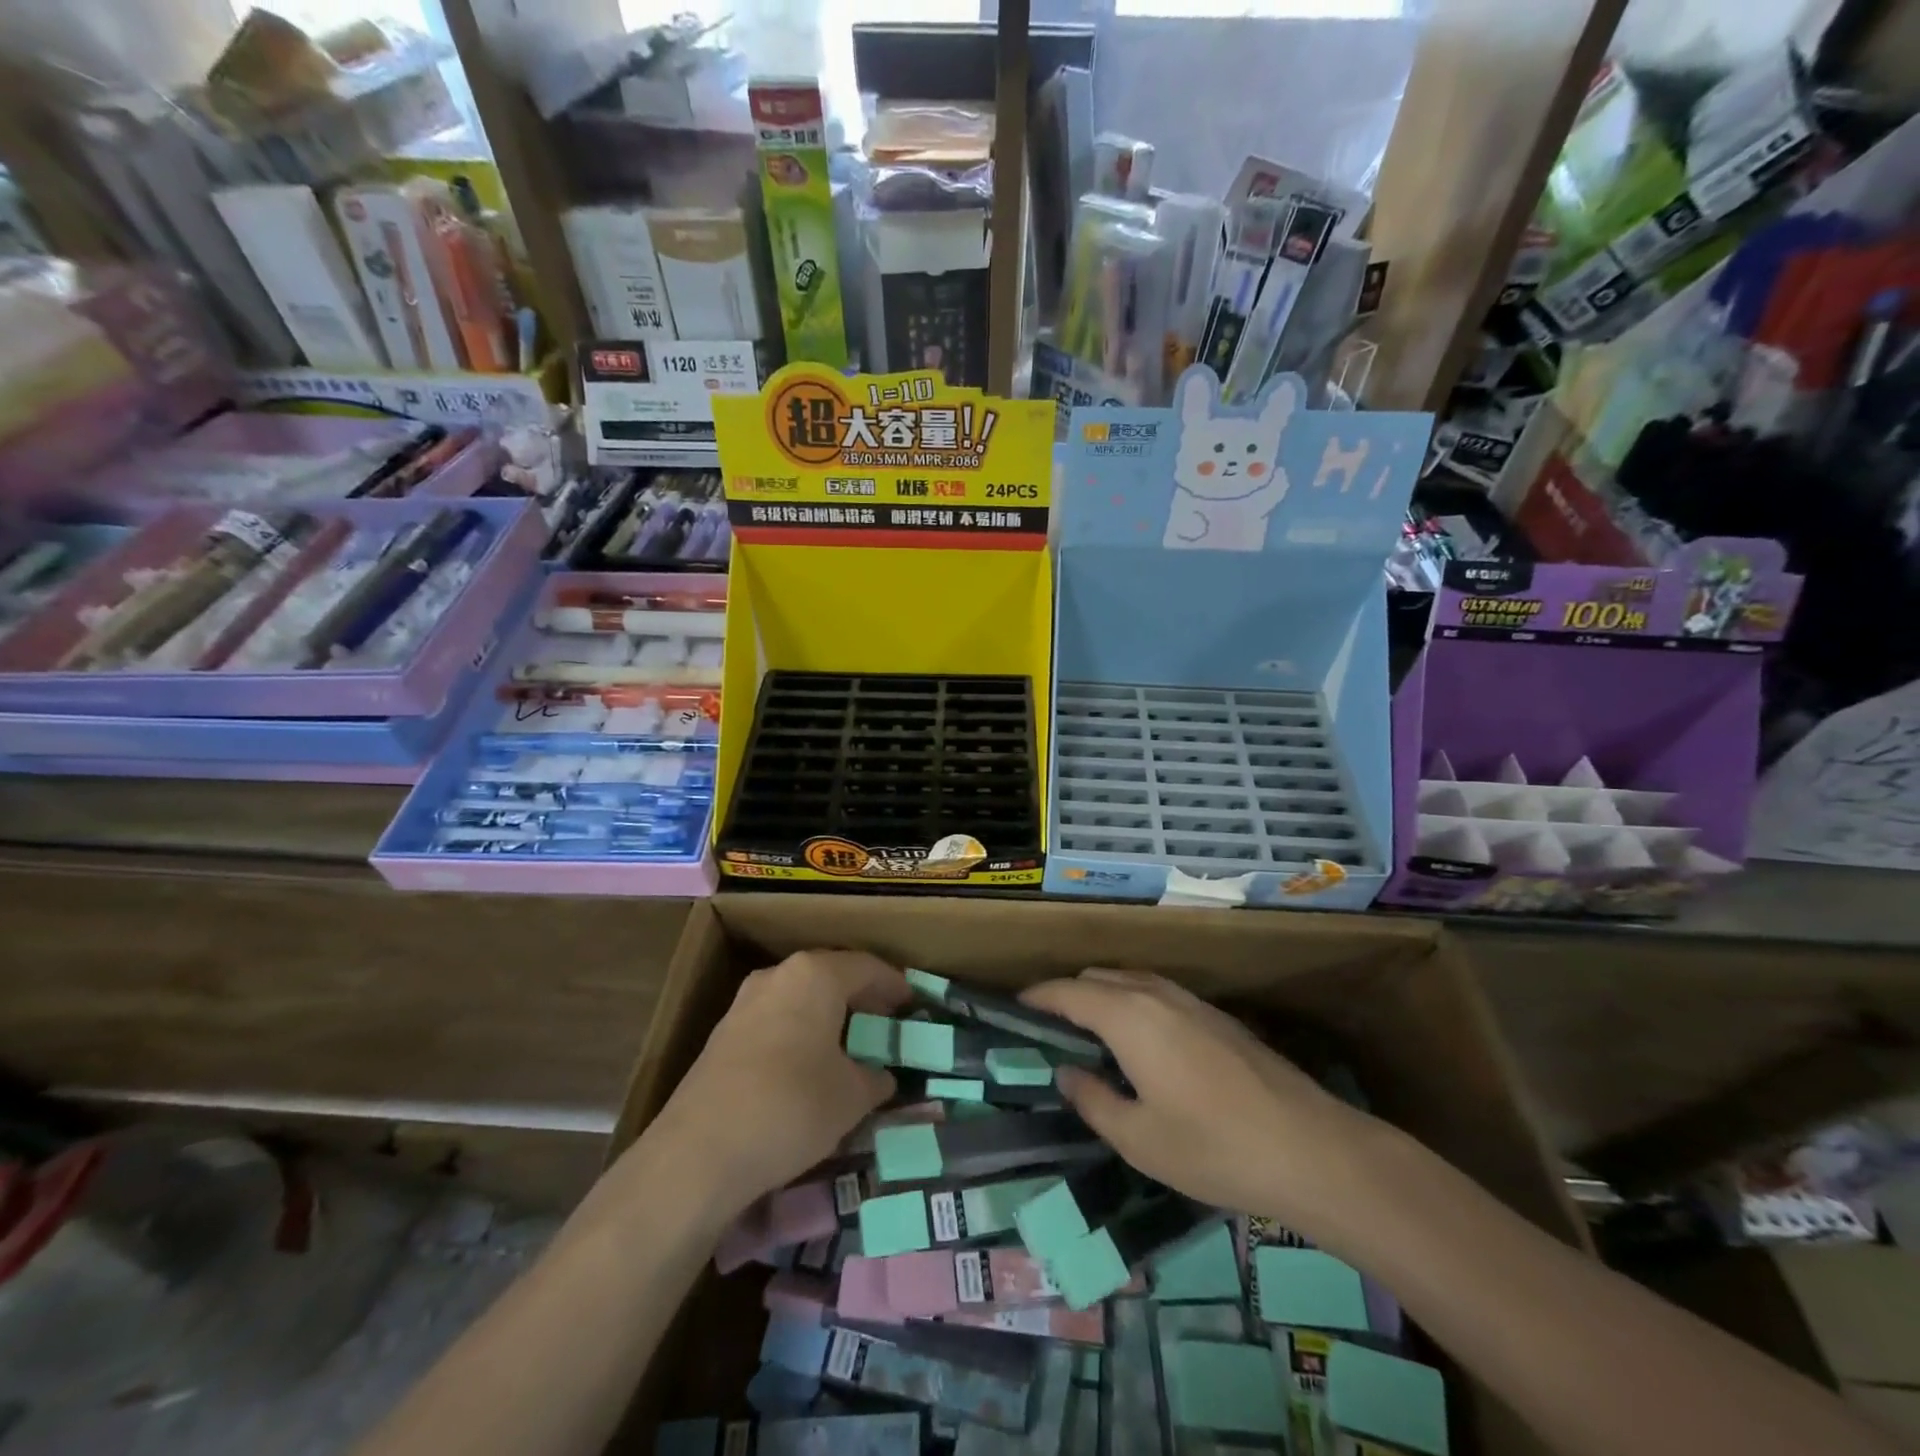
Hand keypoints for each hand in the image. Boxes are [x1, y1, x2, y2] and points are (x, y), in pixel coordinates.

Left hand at [651, 951, 910, 1217]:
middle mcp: (778, 976)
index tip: (913, 1003)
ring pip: (800, 998)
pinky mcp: (723, 1036)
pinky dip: (801, 1033)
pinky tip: (810, 1064)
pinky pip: (777, 1020)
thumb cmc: (792, 1106)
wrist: (698, 1153)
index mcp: (815, 975)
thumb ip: (874, 1078)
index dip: (894, 984)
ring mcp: (745, 1003)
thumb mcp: (851, 1096)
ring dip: (828, 1015)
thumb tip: (882, 1077)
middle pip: (831, 976)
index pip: (867, 967)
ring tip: (851, 1044)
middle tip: (886, 1021)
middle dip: (861, 997)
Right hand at [1022, 969, 1381, 1241]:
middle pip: (1098, 978)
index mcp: (1127, 1016)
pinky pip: (1157, 993)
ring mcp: (1190, 1001)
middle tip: (1051, 1030)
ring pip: (1130, 981)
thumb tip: (1067, 1072)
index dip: (1038, 996)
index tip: (1016, 1007)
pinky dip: (1133, 1004)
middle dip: (1068, 995)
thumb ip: (1093, 1100)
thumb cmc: (1211, 1147)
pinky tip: (1142, 1044)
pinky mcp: (1217, 1016)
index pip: (1068, 992)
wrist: (1309, 1147)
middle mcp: (1155, 994)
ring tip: (1091, 1035)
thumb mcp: (1138, 1138)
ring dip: (1103, 996)